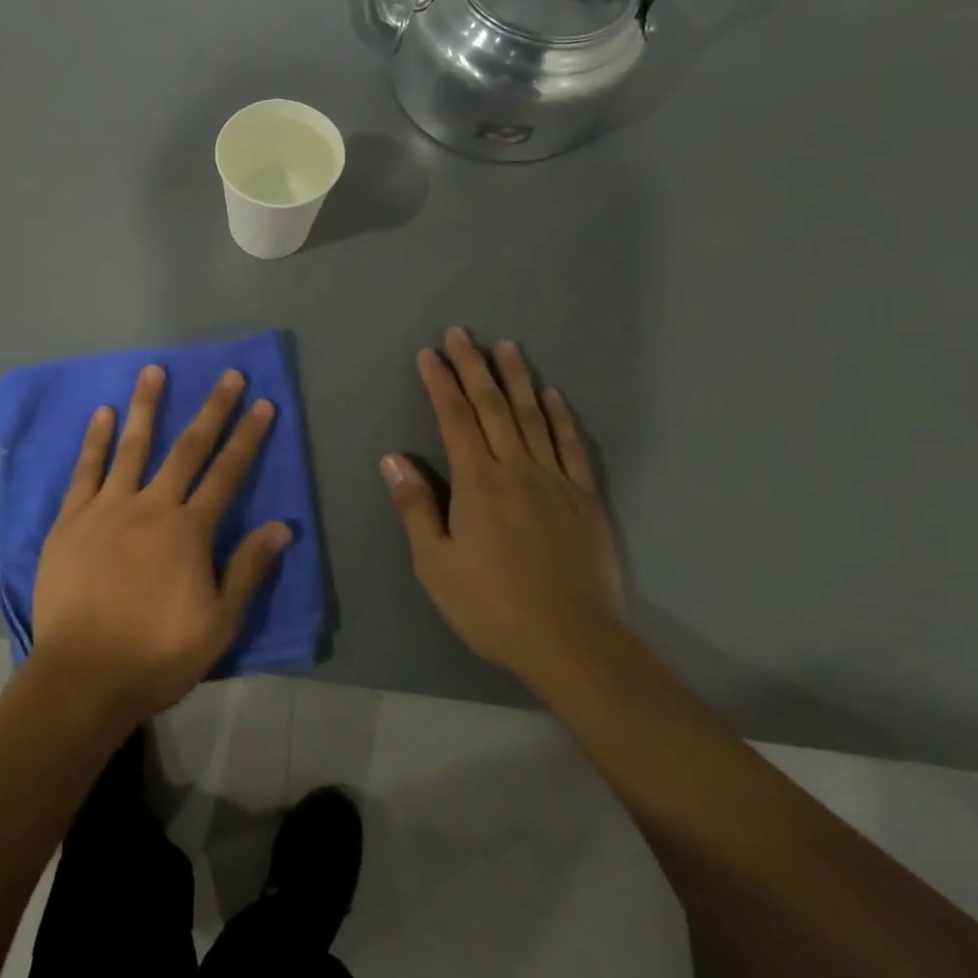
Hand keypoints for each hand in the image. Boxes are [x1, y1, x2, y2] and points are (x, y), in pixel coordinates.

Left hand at [31, 365, 290, 726]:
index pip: (227, 473)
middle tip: (228, 375)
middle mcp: (150, 506)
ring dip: (146, 406)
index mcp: (188, 531)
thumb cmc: (156, 654)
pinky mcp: (71, 519)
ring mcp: (107, 508)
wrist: (83, 675)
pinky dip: (95, 440)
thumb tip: (282, 526)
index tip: (263, 404)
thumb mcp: (218, 624)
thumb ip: (248, 570)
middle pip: (187, 448)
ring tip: (154, 370)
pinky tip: (102, 414)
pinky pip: (86, 470)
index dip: (248, 437)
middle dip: (212, 410)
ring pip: (132, 446)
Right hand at [381, 328, 623, 684]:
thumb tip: (392, 458)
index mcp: (477, 482)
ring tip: (506, 347)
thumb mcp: (435, 564)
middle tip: (462, 334)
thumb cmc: (491, 606)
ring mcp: (556, 481)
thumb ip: (415, 507)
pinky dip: (560, 417)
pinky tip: (553, 396)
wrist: (573, 644)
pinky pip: (571, 447)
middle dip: (473, 367)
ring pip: (533, 417)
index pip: (454, 419)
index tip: (429, 354)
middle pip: (493, 407)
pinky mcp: (586, 500)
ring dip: (517, 379)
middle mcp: (517, 469)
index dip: (440, 383)